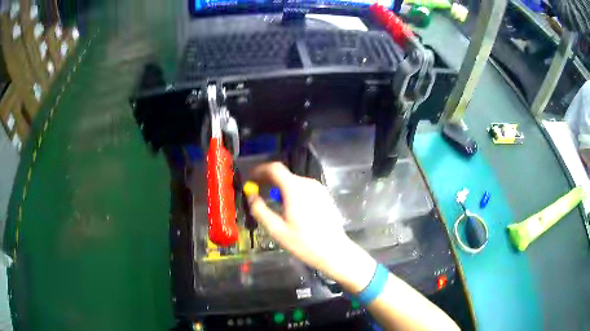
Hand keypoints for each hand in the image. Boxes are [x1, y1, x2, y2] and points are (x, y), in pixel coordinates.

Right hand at [244, 162, 376, 292]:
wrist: (334, 250)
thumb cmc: (304, 242)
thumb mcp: (277, 230)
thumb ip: (260, 210)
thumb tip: (250, 196)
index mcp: (295, 189)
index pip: (274, 168)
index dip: (260, 170)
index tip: (251, 178)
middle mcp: (308, 183)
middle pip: (284, 174)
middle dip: (269, 180)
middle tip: (258, 191)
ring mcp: (318, 188)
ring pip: (294, 181)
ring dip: (280, 186)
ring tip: (272, 200)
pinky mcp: (324, 195)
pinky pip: (304, 187)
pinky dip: (292, 191)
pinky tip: (290, 206)